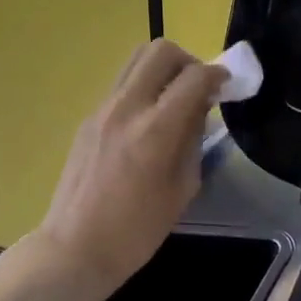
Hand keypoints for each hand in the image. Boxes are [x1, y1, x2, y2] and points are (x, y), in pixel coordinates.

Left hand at [33, 39, 227, 300]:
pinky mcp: (88, 118)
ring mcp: (102, 109)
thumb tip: (200, 108)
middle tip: (198, 87)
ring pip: (136, 60)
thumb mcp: (182, 189)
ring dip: (163, 69)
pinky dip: (143, 88)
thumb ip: (194, 140)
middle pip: (160, 51)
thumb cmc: (136, 232)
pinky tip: (150, 120)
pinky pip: (122, 84)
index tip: (226, 85)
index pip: (194, 77)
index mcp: (155, 130)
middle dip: (188, 61)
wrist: (74, 249)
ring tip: (174, 99)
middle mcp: (126, 107)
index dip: (217, 74)